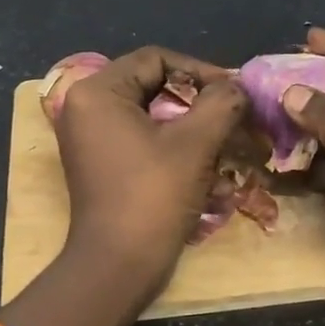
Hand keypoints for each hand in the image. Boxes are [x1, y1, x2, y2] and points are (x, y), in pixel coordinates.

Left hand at [54, 46, 248, 306]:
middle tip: (234, 115)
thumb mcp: (195, 143)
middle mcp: (87, 109)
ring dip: (193, 126)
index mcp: (97, 93)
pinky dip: (176, 147)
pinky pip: (144, 140)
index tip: (233, 92)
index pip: (156, 59)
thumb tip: (237, 88)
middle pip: (154, 86)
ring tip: (228, 141)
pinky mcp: (103, 164)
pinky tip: (207, 166)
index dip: (200, 70)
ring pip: (153, 116)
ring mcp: (92, 139)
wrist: (118, 266)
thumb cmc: (153, 196)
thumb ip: (221, 103)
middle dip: (199, 102)